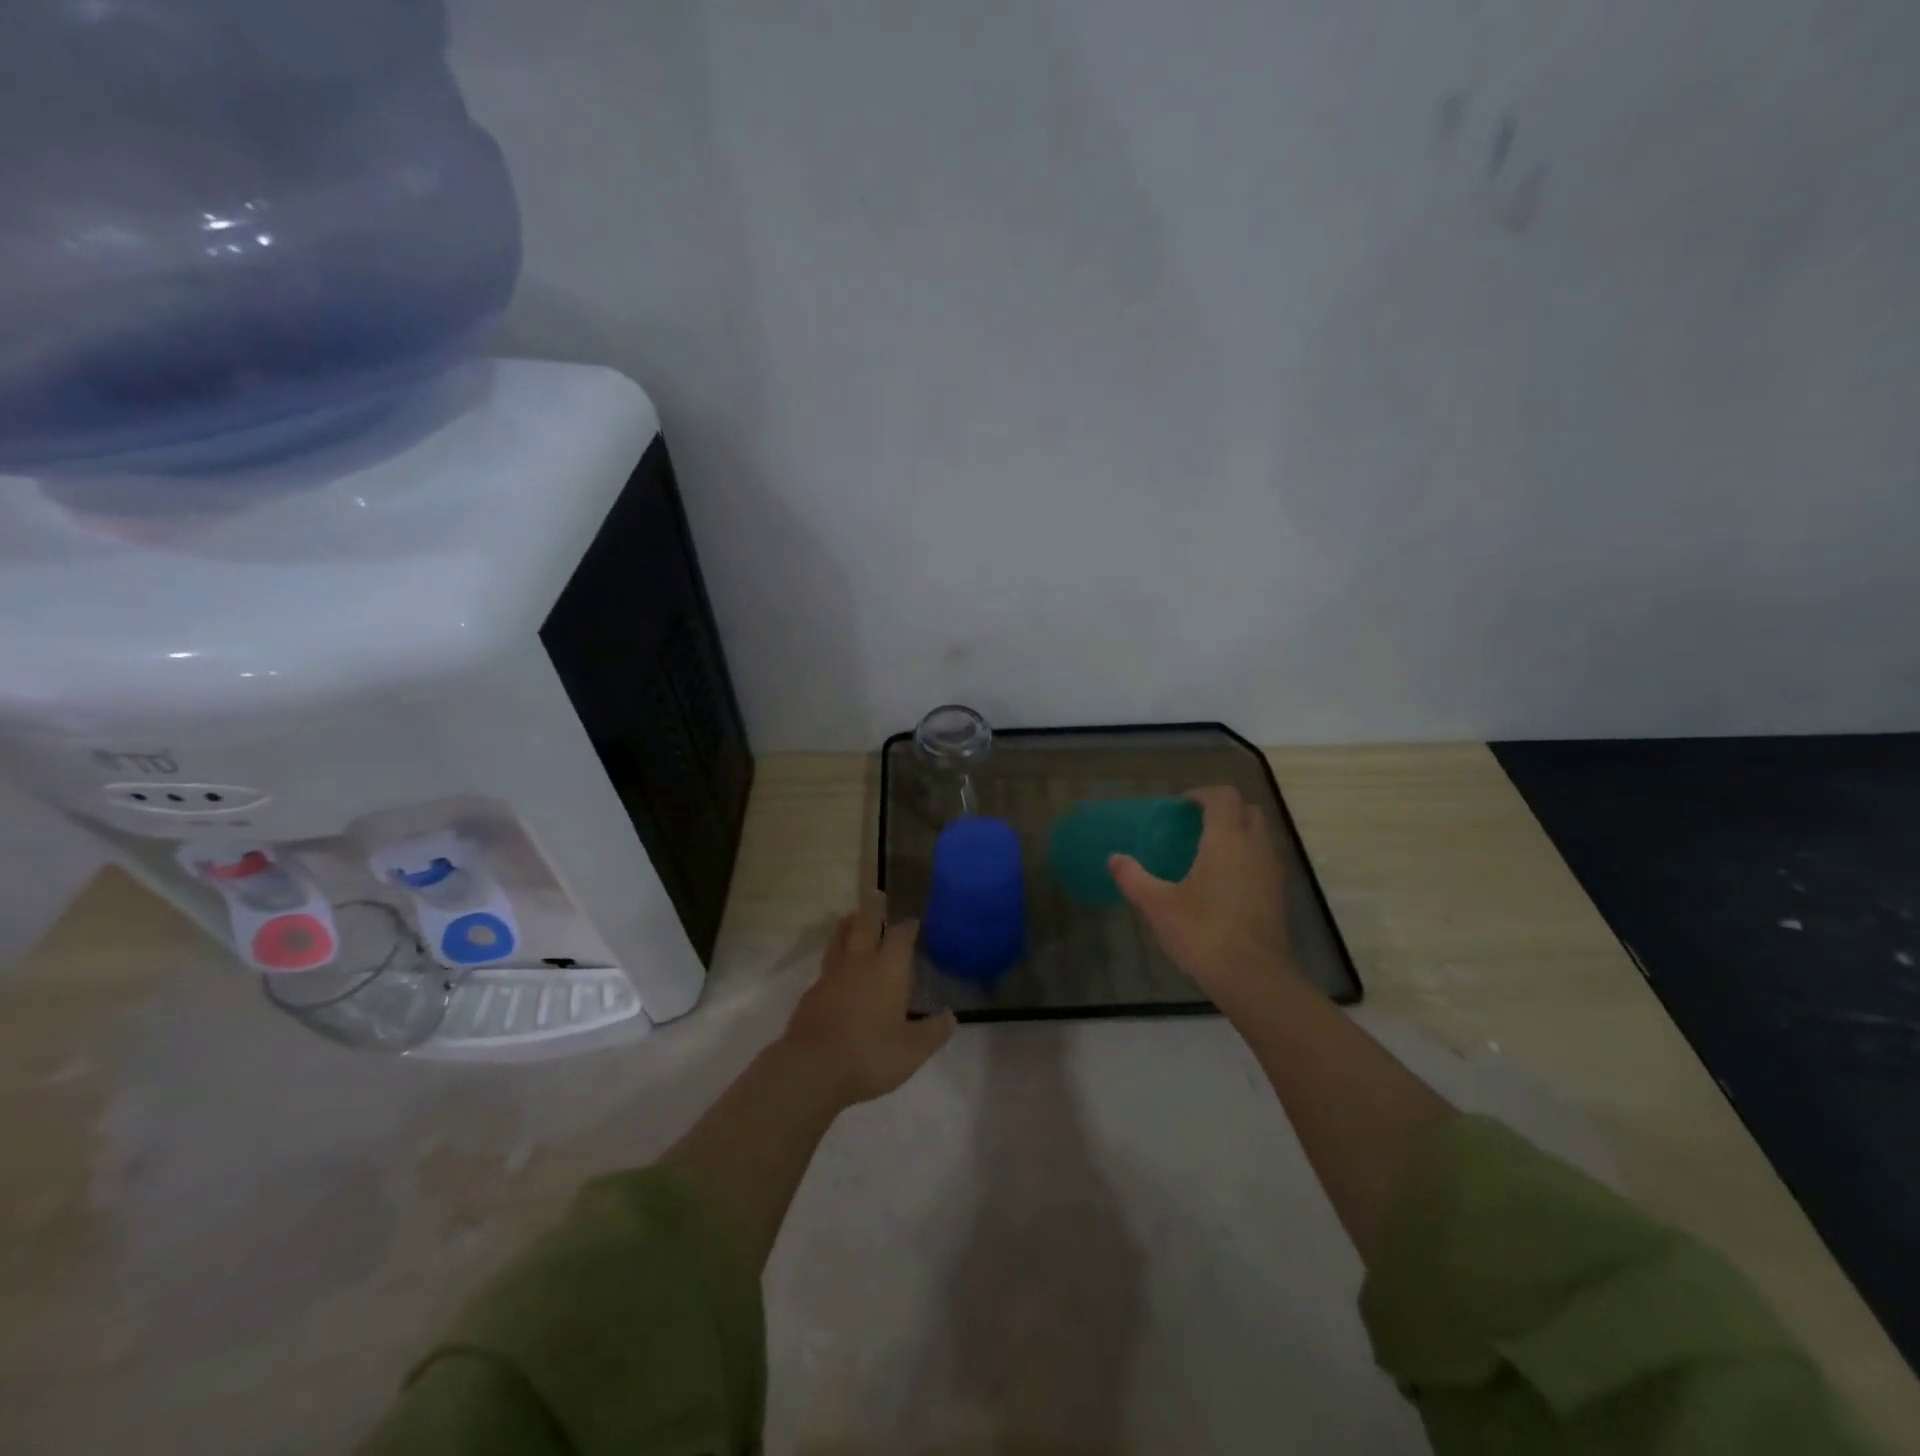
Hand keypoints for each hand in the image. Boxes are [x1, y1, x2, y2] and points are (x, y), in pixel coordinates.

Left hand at [781, 896, 957, 1105]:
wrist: (813, 1070)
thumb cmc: (870, 1055)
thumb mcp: (913, 1050)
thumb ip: (934, 1031)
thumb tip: (951, 1016)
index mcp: (888, 969)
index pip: (901, 936)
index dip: (908, 926)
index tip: (913, 921)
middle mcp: (860, 963)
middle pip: (865, 924)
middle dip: (873, 908)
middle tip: (877, 894)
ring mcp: (831, 975)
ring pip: (840, 938)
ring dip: (848, 924)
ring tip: (852, 916)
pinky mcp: (811, 993)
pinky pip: (827, 964)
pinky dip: (835, 956)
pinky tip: (837, 969)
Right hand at [1110, 786, 1301, 1015]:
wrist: (1254, 978)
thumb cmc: (1203, 932)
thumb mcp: (1158, 905)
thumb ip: (1134, 878)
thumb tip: (1114, 859)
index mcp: (1227, 840)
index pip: (1224, 797)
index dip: (1202, 795)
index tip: (1181, 808)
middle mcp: (1255, 847)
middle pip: (1248, 810)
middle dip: (1224, 810)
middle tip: (1195, 826)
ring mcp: (1272, 871)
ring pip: (1260, 835)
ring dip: (1238, 833)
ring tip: (1207, 853)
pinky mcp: (1279, 895)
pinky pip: (1264, 860)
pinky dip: (1247, 857)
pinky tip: (1223, 883)